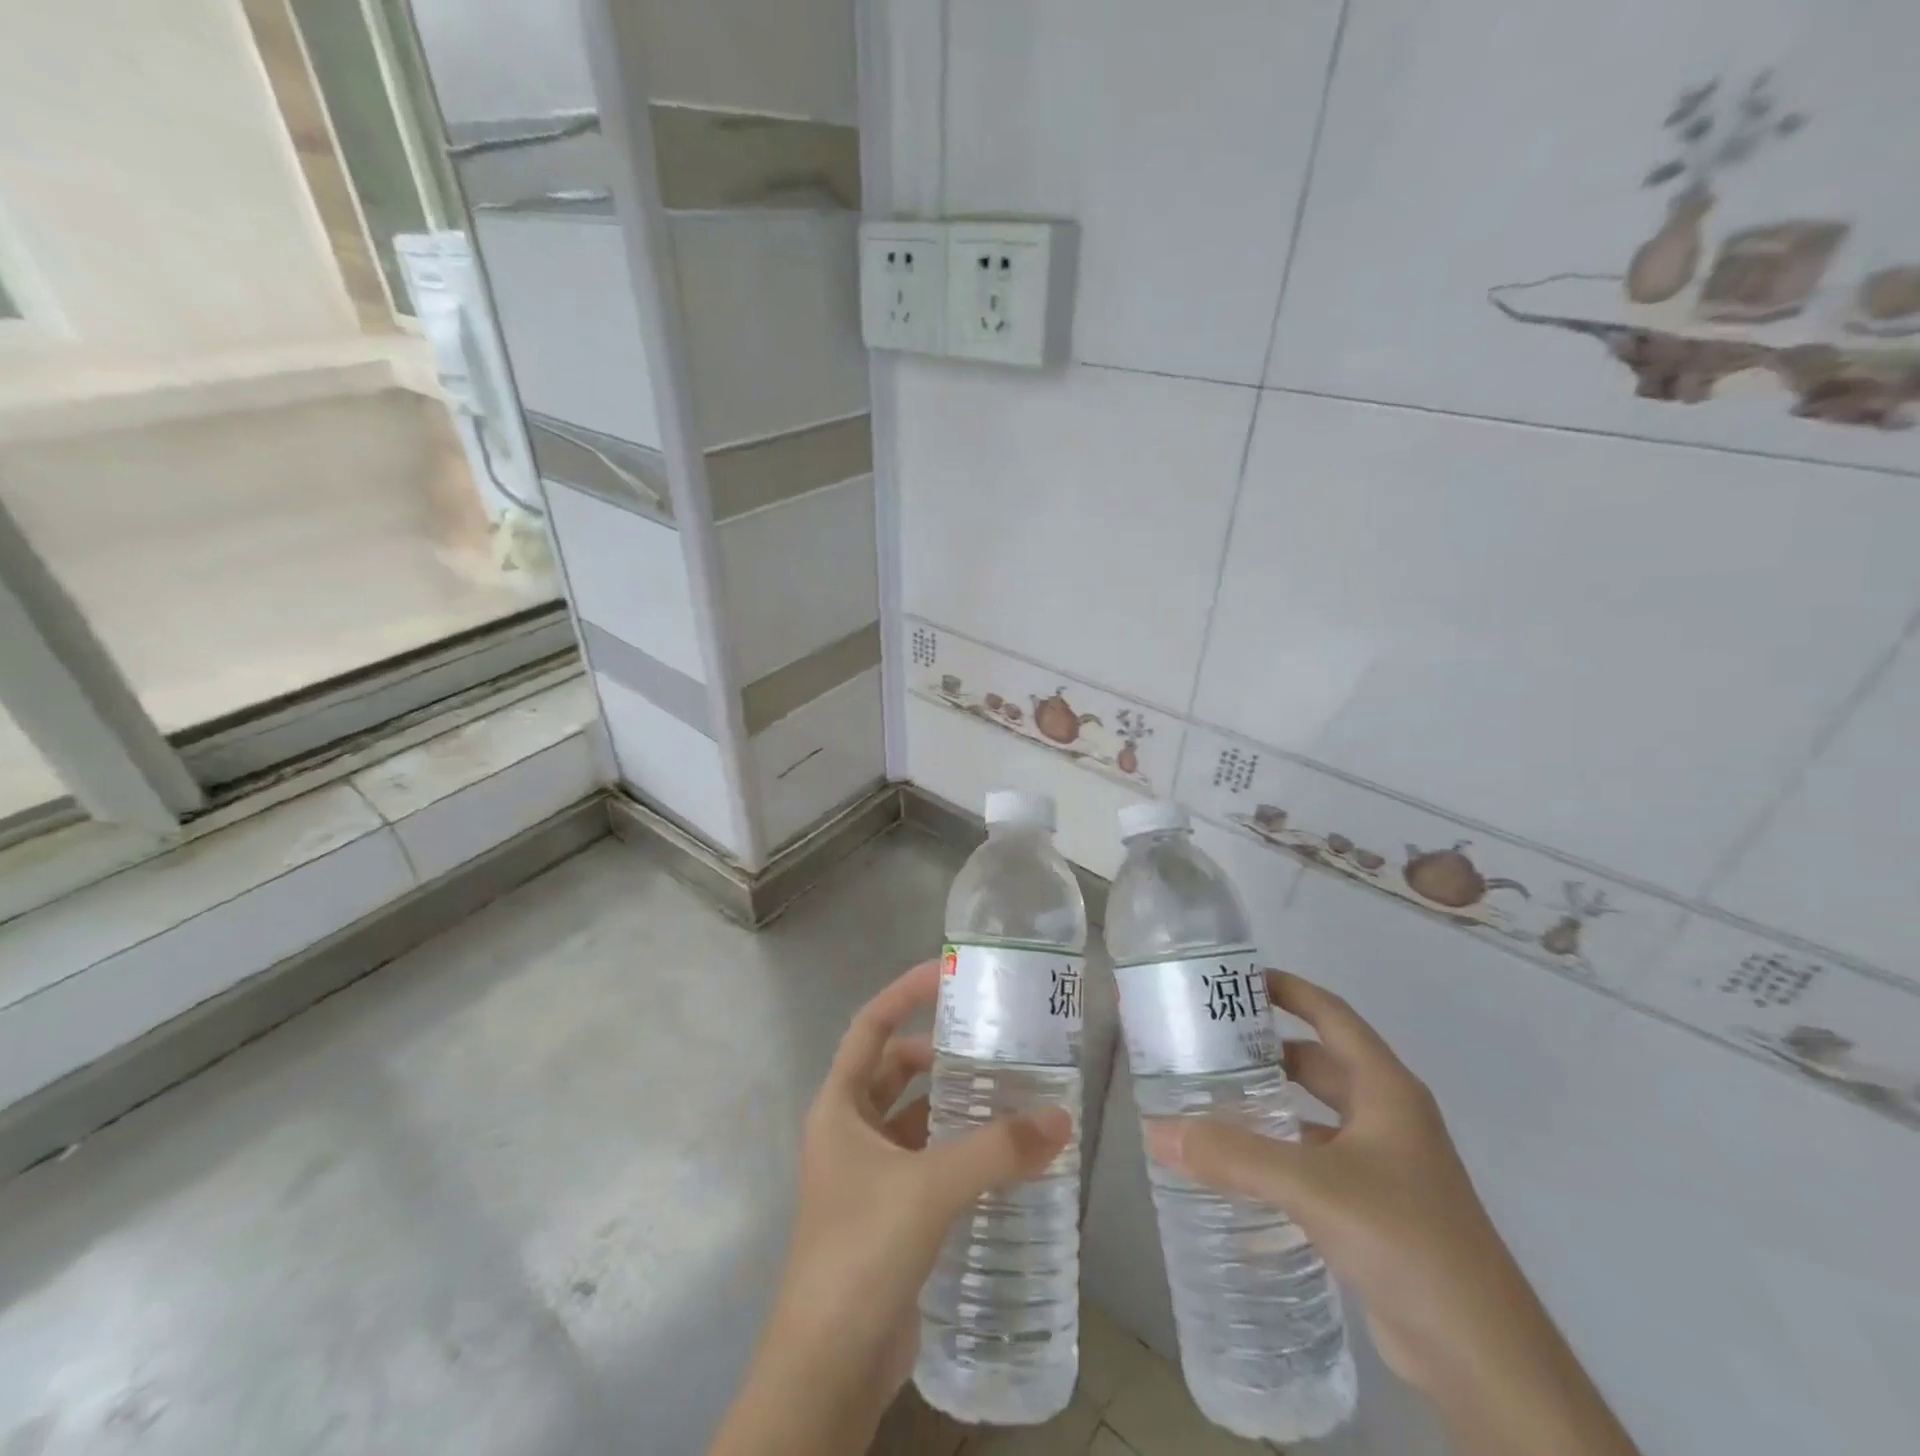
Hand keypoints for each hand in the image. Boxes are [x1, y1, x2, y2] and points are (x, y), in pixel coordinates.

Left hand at [709, 960, 1071, 1455]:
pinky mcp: (889, 1215)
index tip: (948, 972)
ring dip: (954, 1105)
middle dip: (941, 1054)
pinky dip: (958, 1150)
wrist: (827, 1370)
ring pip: (915, 1118)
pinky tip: (1001, 1156)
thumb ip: (996, 1150)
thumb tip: (1061, 1118)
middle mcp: (850, 1132)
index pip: (871, 1026)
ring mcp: (867, 1175)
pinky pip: (927, 1161)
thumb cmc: (861, 1254)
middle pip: (896, 1070)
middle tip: (996, 1043)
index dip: (905, 992)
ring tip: (1010, 1094)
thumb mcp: (929, 1189)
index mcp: (840, 1107)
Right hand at [1148, 972, 1638, 1455]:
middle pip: (1318, 1063)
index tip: (1234, 979)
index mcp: (1386, 1089)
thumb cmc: (1406, 1239)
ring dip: (1269, 1106)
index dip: (1288, 990)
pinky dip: (1279, 1155)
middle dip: (1265, 1051)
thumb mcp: (1313, 1186)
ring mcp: (1384, 1165)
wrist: (1483, 1358)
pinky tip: (1237, 1169)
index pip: (1331, 1015)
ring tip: (1209, 1100)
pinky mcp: (1375, 1209)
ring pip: (1314, 1115)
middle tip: (1204, 1044)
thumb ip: (1233, 1156)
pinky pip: (1315, 1162)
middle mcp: (1387, 1117)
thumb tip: (1155, 1132)